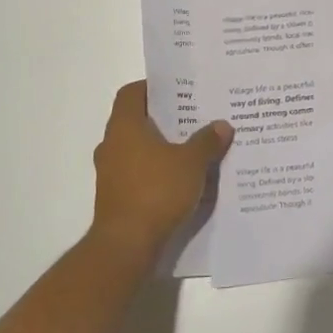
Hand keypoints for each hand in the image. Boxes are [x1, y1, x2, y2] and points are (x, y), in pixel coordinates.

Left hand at [91, 81, 232, 261]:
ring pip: (137, 148)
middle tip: (194, 117)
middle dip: (164, 119)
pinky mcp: (115, 196)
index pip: (132, 93)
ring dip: (161, 147)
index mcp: (124, 126)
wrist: (126, 244)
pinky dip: (156, 171)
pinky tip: (182, 179)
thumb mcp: (191, 163)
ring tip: (193, 148)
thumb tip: (222, 125)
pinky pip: (138, 173)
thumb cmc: (156, 191)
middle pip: (136, 120)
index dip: (153, 88)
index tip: (179, 90)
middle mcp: (112, 144)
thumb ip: (207, 141)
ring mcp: (110, 172)